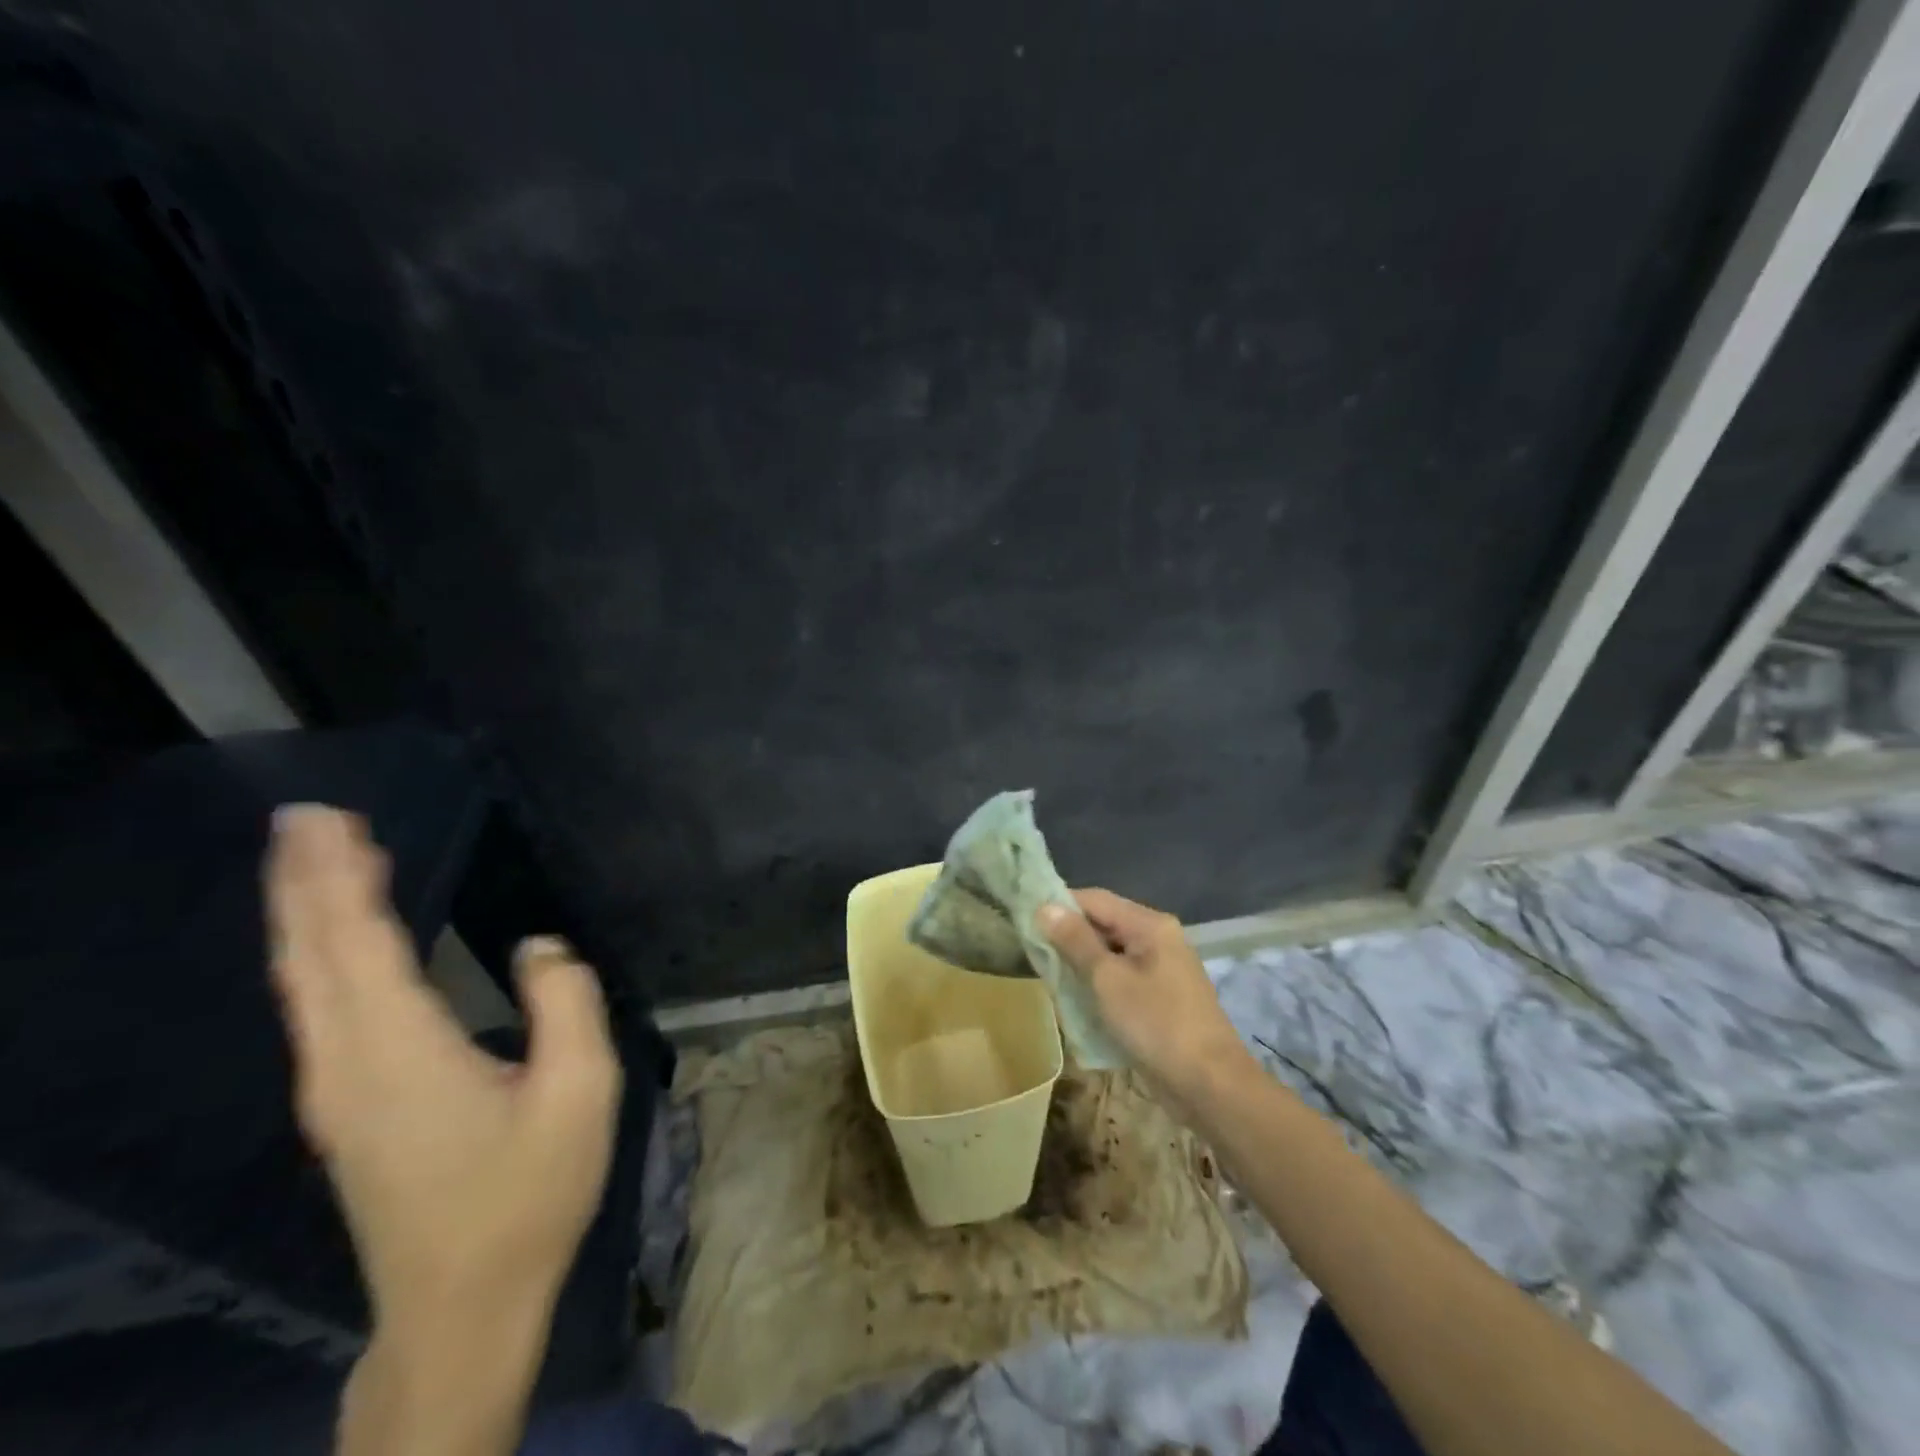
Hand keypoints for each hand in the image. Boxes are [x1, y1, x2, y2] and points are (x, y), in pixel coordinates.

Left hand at [265, 805, 620, 1339]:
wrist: (464, 1304)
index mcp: (402, 1054)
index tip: (332, 822)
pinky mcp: (344, 1109)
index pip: (360, 947)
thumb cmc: (529, 1193)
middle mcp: (346, 1066)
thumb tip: (539, 947)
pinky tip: (336, 941)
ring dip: (305, 915)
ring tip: (316, 859)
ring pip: (304, 985)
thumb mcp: (580, 1091)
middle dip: (304, 883)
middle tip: (304, 817)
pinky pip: (317, 1010)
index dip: (342, 881)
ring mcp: (335, 1093)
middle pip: (312, 959)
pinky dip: (319, 956)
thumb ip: (566, 1004)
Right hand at [1038, 889, 1252, 1101]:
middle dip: (1069, 938)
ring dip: (1082, 965)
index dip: (1059, 906)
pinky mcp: (1162, 996)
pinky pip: (1122, 978)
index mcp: (1149, 924)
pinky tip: (1079, 1002)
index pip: (1095, 899)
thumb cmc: (1156, 1024)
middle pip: (1104, 924)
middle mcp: (1158, 937)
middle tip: (1035, 956)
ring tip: (1052, 980)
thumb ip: (1075, 941)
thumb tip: (1045, 907)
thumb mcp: (1107, 980)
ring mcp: (1163, 968)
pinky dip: (1099, 985)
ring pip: (1111, 954)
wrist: (1210, 1085)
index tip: (1026, 922)